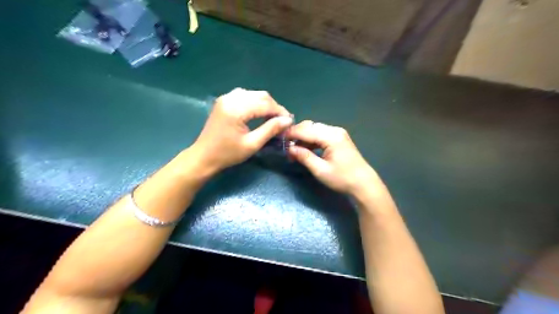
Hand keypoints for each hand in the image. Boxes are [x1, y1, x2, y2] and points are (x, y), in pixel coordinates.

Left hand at [192, 87, 290, 171]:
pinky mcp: (224, 101)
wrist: (203, 157)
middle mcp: (231, 98)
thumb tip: (288, 120)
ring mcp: (226, 98)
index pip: (265, 104)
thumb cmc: (228, 154)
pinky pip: (244, 96)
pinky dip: (255, 102)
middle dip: (274, 107)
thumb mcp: (252, 144)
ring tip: (272, 117)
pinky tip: (259, 112)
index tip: (289, 121)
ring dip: (265, 104)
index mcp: (237, 109)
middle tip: (282, 120)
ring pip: (253, 94)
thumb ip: (270, 129)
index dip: (280, 111)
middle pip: (260, 95)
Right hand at [289, 120, 379, 196]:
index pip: (306, 130)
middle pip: (310, 126)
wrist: (363, 183)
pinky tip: (306, 149)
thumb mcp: (320, 170)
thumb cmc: (342, 178)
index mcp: (331, 136)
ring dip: (303, 138)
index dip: (291, 134)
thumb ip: (304, 157)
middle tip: (287, 147)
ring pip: (315, 129)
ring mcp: (338, 133)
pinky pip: (321, 134)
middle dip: (297, 135)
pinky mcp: (339, 138)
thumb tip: (289, 148)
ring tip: (295, 151)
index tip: (279, 139)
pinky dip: (311, 140)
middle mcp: (334, 130)